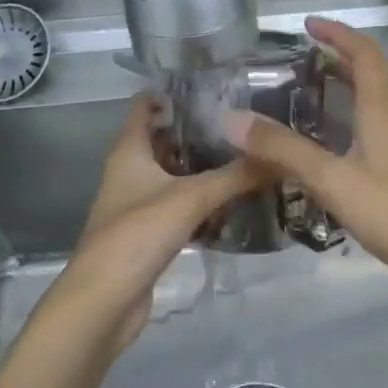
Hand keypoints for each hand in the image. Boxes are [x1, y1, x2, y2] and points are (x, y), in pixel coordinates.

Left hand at [46, 94, 268, 349]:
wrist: (104, 302)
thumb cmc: (137, 235)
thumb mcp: (191, 198)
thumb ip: (236, 175)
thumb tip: (282, 155)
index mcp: (129, 152)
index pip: (145, 106)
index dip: (173, 92)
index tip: (214, 84)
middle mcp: (131, 172)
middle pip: (166, 140)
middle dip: (201, 131)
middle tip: (245, 121)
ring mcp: (140, 204)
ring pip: (177, 176)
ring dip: (206, 168)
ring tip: (249, 155)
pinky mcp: (151, 233)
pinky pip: (182, 207)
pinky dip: (205, 202)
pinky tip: (237, 202)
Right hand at [225, 17, 387, 311]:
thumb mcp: (334, 180)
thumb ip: (284, 150)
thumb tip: (231, 118)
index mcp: (384, 110)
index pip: (365, 54)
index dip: (338, 33)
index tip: (307, 25)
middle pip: (370, 77)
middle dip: (337, 62)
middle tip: (298, 62)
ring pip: (373, 108)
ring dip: (344, 95)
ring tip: (306, 101)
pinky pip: (376, 135)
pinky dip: (350, 127)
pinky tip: (331, 153)